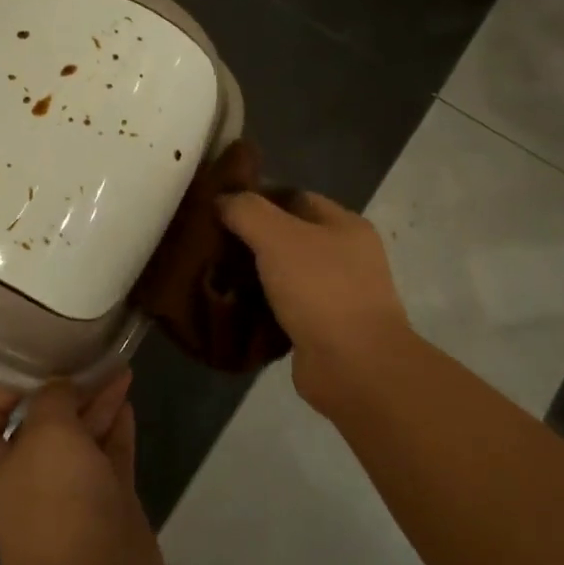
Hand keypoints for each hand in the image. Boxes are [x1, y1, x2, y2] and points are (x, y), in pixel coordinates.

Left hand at [0, 372, 162, 564]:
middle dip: (64, 391)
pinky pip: (112, 454)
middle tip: (91, 356)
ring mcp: (74, 490)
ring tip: (120, 367)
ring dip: (97, 402)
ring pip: (83, 436)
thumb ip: (53, 398)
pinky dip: (118, 427)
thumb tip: (61, 386)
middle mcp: (33, 475)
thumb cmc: (56, 502)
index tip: (27, 368)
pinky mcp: (110, 502)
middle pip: (44, 423)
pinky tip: (127, 400)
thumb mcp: (46, 433)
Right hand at [220, 190, 413, 413]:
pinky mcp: (321, 329)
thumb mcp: (278, 237)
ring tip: (212, 274)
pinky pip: (283, 309)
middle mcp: (345, 257)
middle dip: (250, 239)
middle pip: (288, 237)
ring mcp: (336, 295)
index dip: (258, 199)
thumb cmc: (320, 290)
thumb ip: (247, 211)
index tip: (219, 207)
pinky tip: (231, 307)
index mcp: (345, 225)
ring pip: (284, 274)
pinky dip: (260, 308)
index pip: (294, 198)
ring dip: (252, 276)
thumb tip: (222, 199)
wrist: (354, 366)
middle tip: (209, 243)